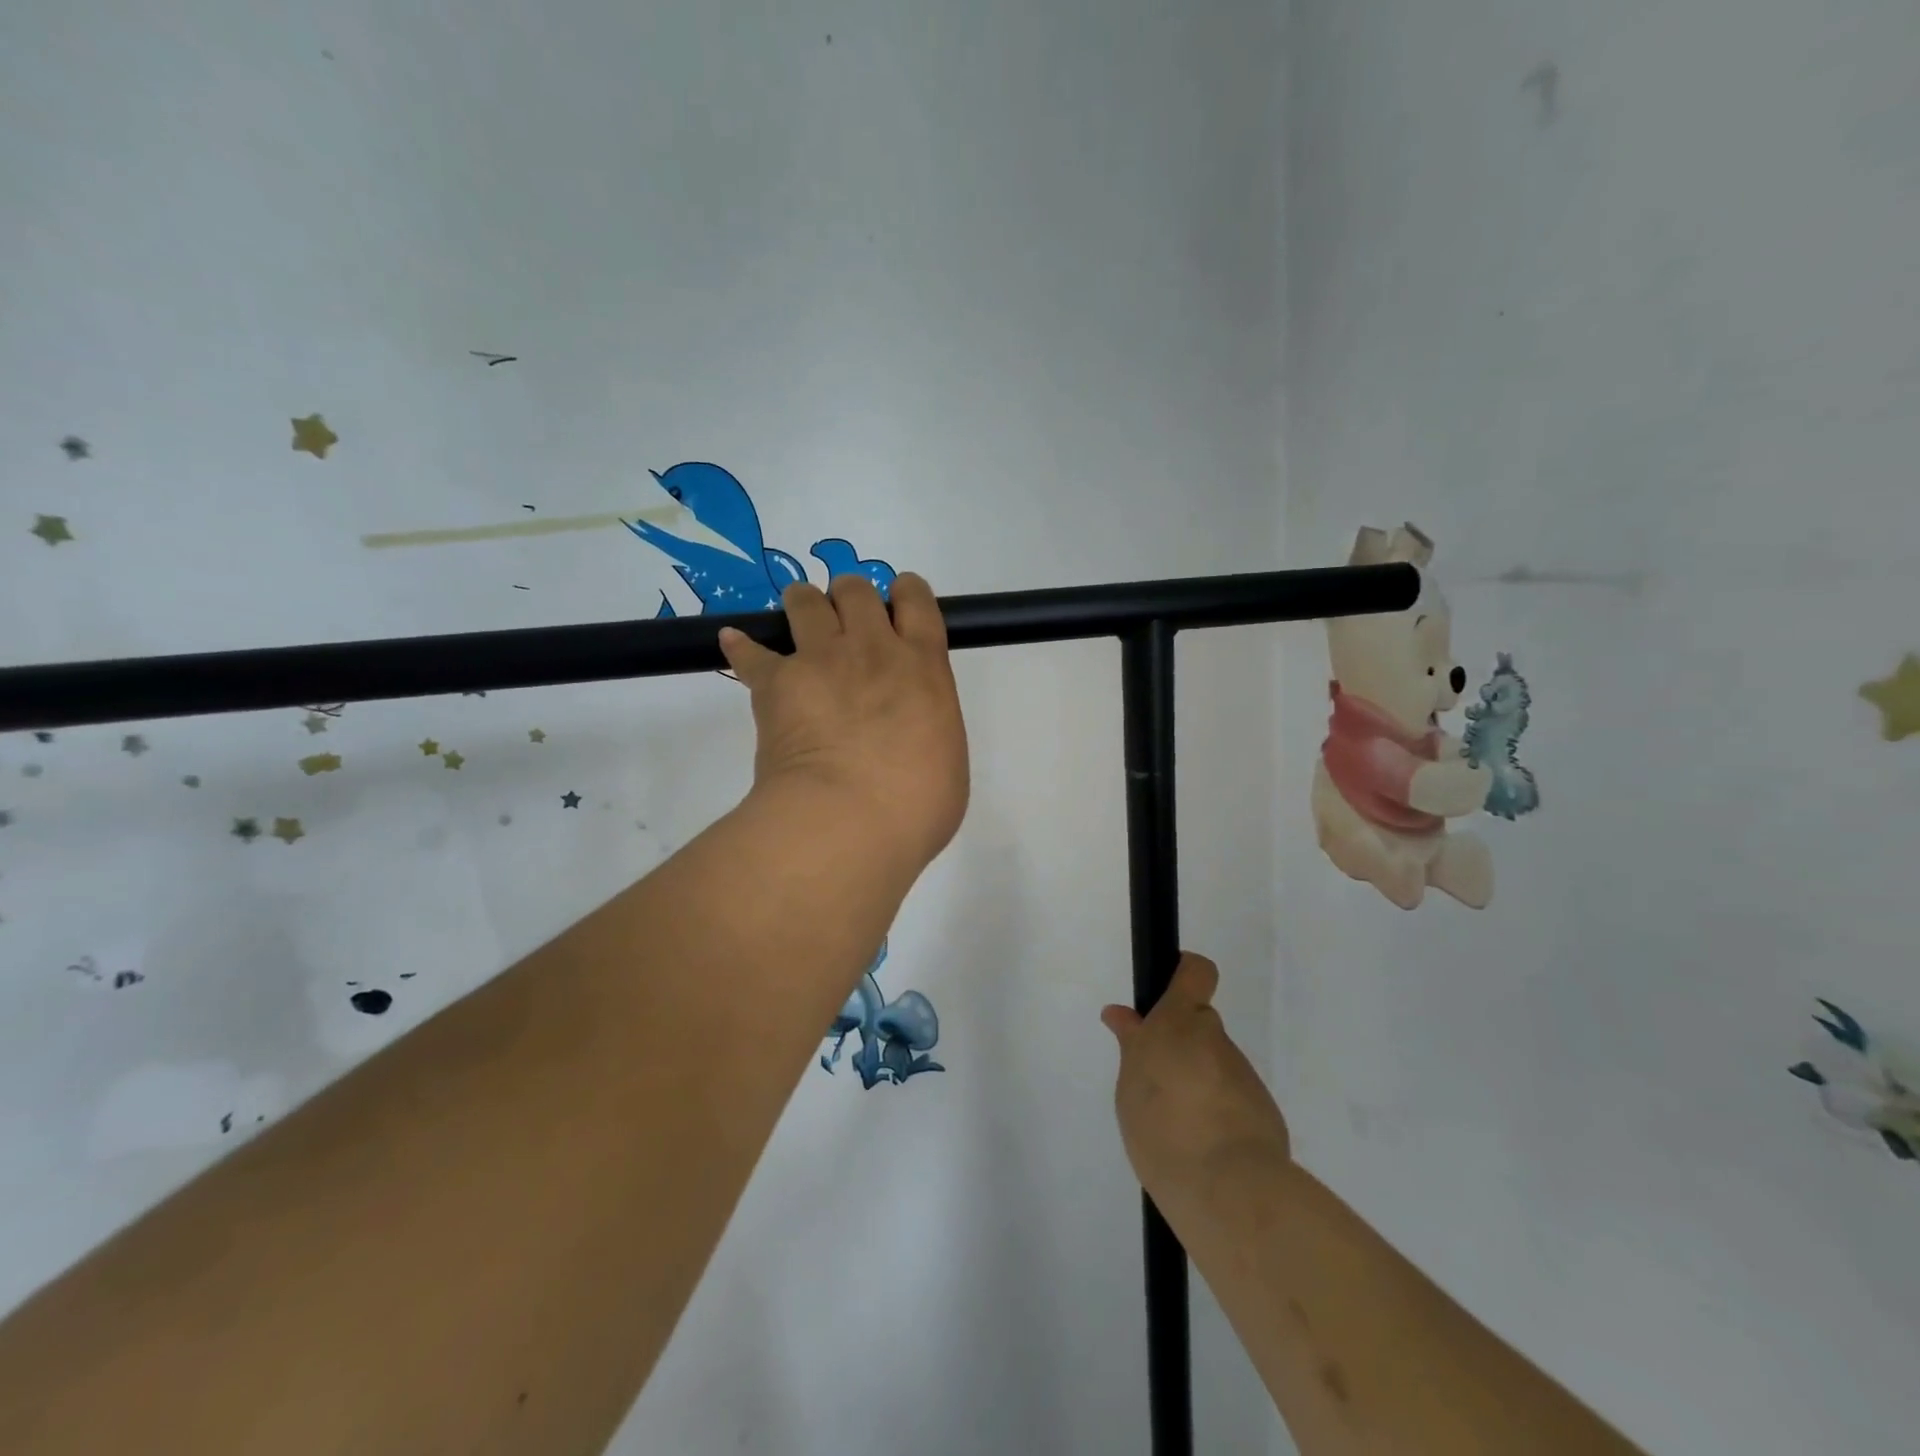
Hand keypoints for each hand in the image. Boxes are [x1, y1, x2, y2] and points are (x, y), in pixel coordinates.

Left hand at [718, 573, 969, 870]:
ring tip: (800, 626)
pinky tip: (735, 644)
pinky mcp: (776, 682)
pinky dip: (743, 647)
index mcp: (923, 665)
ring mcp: (821, 660)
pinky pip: (750, 651)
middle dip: (849, 599)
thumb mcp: (947, 759)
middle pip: (856, 589)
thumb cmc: (915, 805)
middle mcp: (872, 648)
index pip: (916, 600)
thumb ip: (930, 725)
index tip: (898, 607)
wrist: (848, 820)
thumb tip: (911, 732)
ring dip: (804, 607)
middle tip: (846, 628)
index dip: (905, 594)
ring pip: (805, 600)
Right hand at [1102, 954, 1291, 1212]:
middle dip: (1181, 1044)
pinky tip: (1203, 1148)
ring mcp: (1242, 1074)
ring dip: (1198, 1082)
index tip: (1167, 993)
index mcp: (1177, 1022)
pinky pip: (1231, 1097)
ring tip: (1176, 1128)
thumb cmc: (1163, 1129)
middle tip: (1157, 1083)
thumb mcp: (1130, 1086)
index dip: (1184, 973)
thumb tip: (1121, 1016)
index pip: (1194, 972)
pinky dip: (1218, 1112)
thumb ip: (1132, 1047)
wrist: (1228, 1189)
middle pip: (1199, 1025)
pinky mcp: (1263, 1109)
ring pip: (1214, 1064)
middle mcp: (1213, 1040)